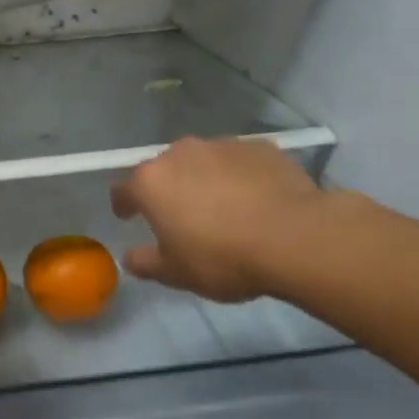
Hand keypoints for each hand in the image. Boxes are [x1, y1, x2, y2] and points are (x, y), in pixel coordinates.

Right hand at [111, 137, 324, 301]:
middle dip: (167, 189)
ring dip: (203, 180)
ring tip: (221, 208)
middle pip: (164, 169)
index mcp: (152, 181)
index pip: (124, 189)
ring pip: (203, 162)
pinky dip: (238, 177)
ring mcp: (222, 145)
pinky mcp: (260, 147)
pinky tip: (253, 200)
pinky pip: (238, 162)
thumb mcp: (176, 273)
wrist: (294, 237)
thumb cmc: (222, 257)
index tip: (128, 217)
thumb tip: (129, 258)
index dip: (124, 204)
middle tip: (179, 217)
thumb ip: (146, 263)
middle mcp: (182, 153)